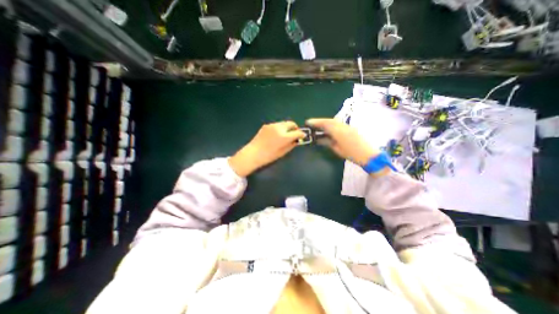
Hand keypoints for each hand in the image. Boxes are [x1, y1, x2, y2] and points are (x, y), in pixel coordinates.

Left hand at [228, 122, 304, 177]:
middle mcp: (279, 128)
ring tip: (285, 135)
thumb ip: (291, 144)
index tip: (303, 136)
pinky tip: (276, 135)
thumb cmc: (269, 156)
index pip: (297, 132)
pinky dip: (280, 128)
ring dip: (287, 128)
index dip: (302, 134)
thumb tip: (297, 140)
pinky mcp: (266, 125)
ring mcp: (272, 125)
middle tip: (295, 134)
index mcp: (284, 136)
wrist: (253, 153)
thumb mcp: (283, 152)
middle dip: (295, 128)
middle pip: (291, 123)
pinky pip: (276, 125)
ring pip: (284, 123)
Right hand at [305, 117, 379, 165]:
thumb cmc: (351, 154)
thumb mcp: (337, 149)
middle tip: (312, 123)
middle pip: (329, 120)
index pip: (325, 124)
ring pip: (334, 121)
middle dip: (319, 121)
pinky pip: (339, 123)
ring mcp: (348, 126)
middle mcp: (343, 126)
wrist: (368, 155)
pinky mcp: (351, 128)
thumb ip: (327, 142)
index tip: (308, 122)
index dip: (316, 122)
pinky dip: (331, 124)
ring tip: (318, 126)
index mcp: (339, 132)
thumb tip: (318, 139)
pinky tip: (328, 128)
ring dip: (325, 122)